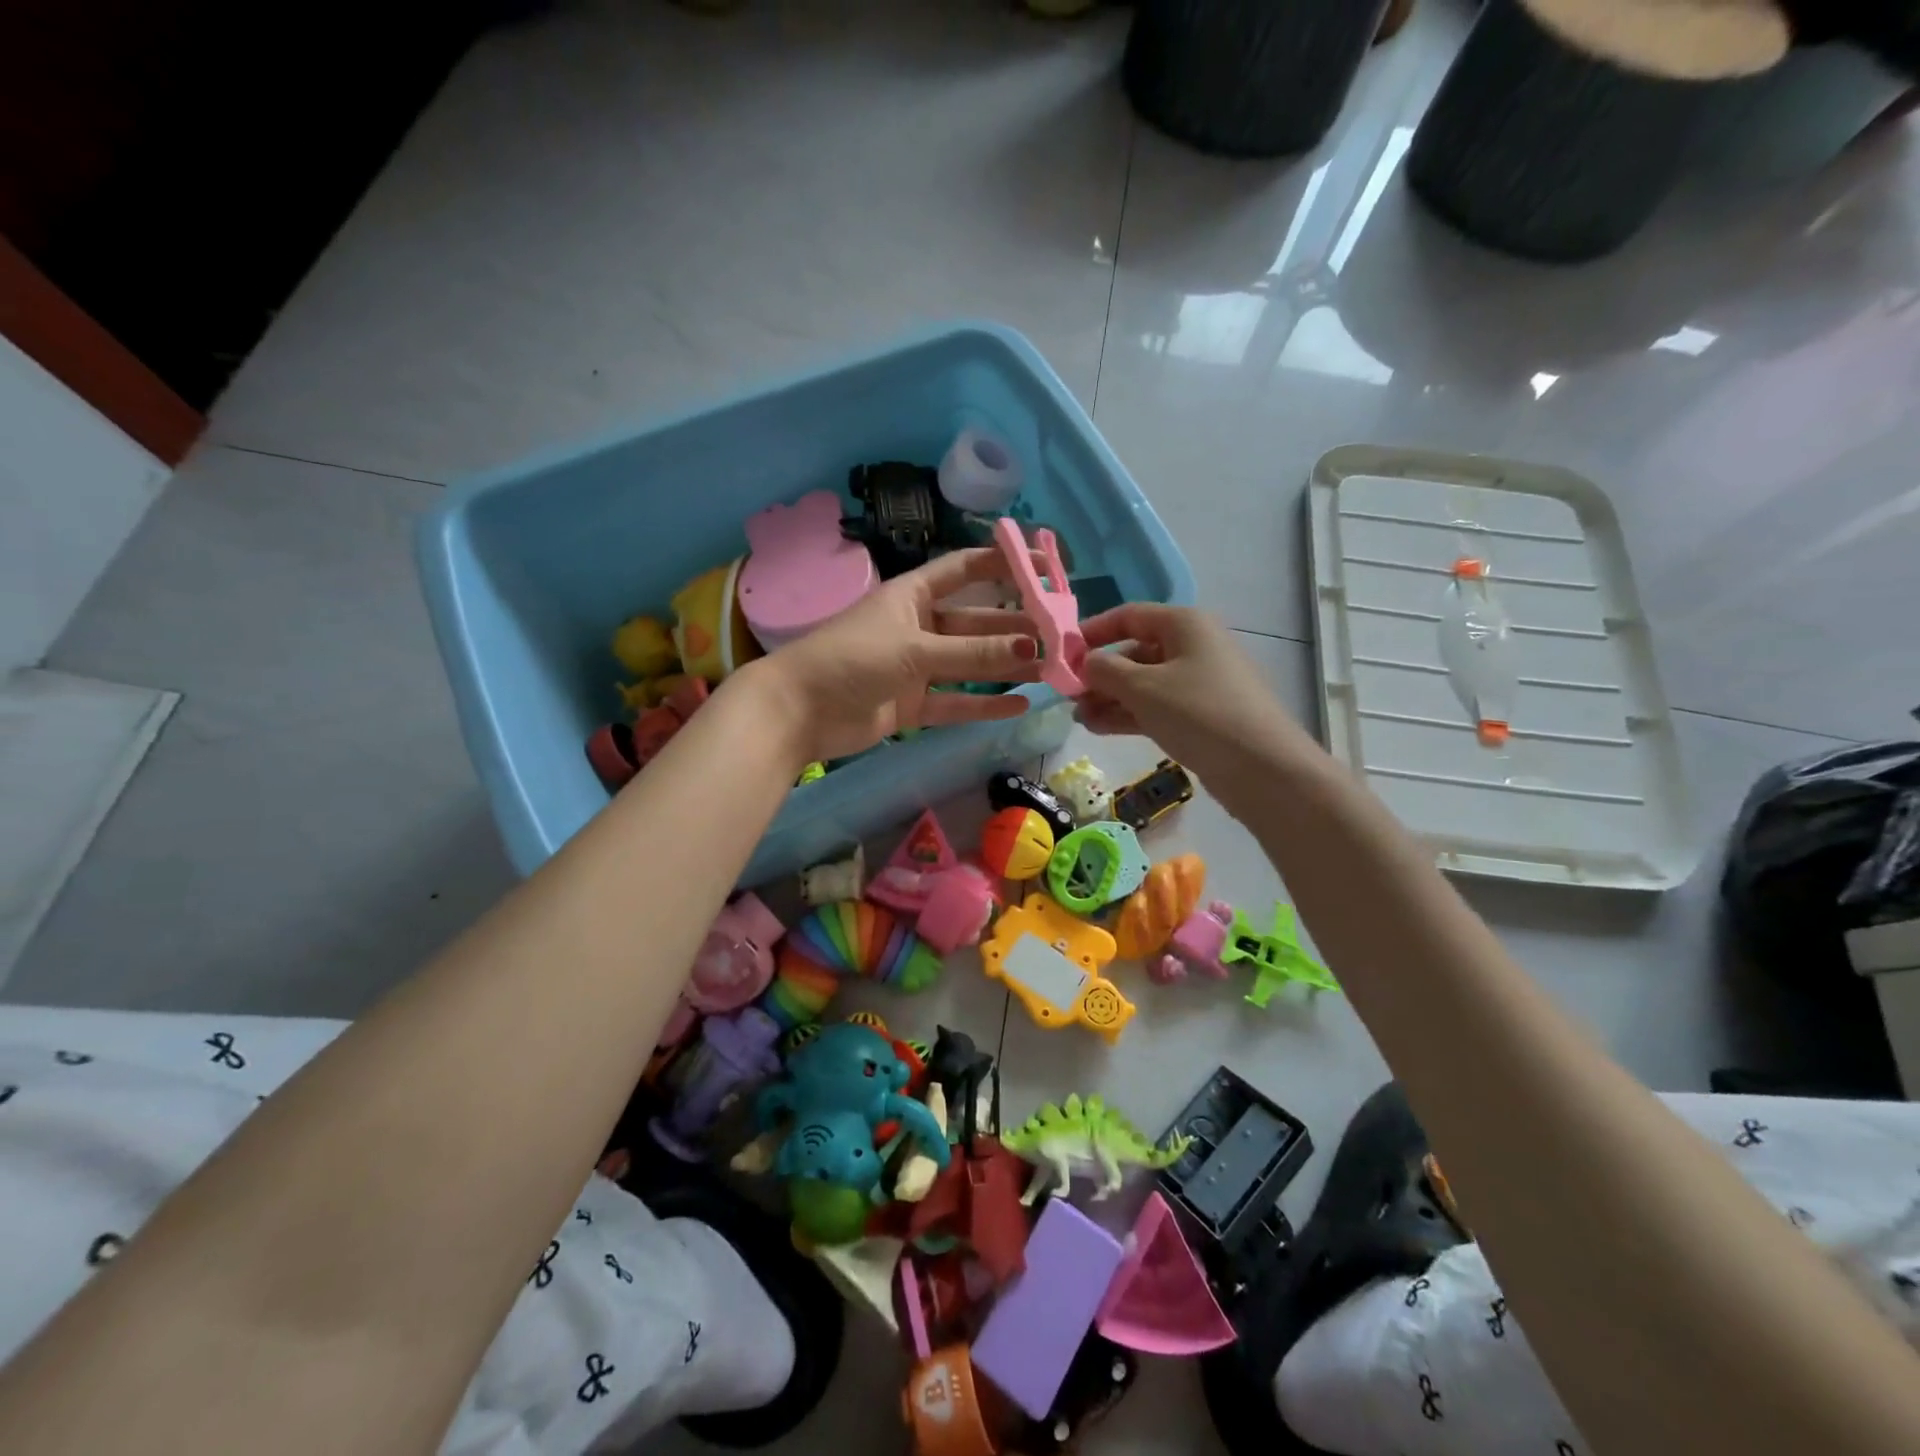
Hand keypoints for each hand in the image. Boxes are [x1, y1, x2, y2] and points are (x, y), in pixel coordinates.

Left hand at [749, 548, 1037, 764]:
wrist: (798, 711)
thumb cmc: (851, 660)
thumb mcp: (914, 650)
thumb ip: (971, 652)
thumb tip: (1030, 647)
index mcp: (911, 596)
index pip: (965, 570)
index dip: (1002, 564)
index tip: (1043, 564)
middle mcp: (916, 627)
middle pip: (974, 623)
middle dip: (1013, 627)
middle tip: (1057, 634)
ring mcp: (913, 668)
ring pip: (968, 664)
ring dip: (1004, 666)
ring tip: (1048, 668)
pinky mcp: (909, 704)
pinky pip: (953, 701)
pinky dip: (982, 704)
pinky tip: (1018, 705)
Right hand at [1076, 603, 1312, 780]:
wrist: (1262, 768)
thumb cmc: (1198, 713)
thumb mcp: (1142, 687)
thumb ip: (1105, 670)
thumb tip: (1085, 663)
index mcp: (1184, 624)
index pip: (1129, 616)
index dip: (1093, 631)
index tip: (1063, 654)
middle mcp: (1193, 646)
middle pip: (1134, 651)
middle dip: (1099, 673)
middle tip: (1068, 696)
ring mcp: (1198, 682)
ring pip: (1143, 683)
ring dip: (1109, 698)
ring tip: (1078, 718)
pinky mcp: (1201, 715)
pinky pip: (1156, 706)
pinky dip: (1129, 714)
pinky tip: (1099, 728)